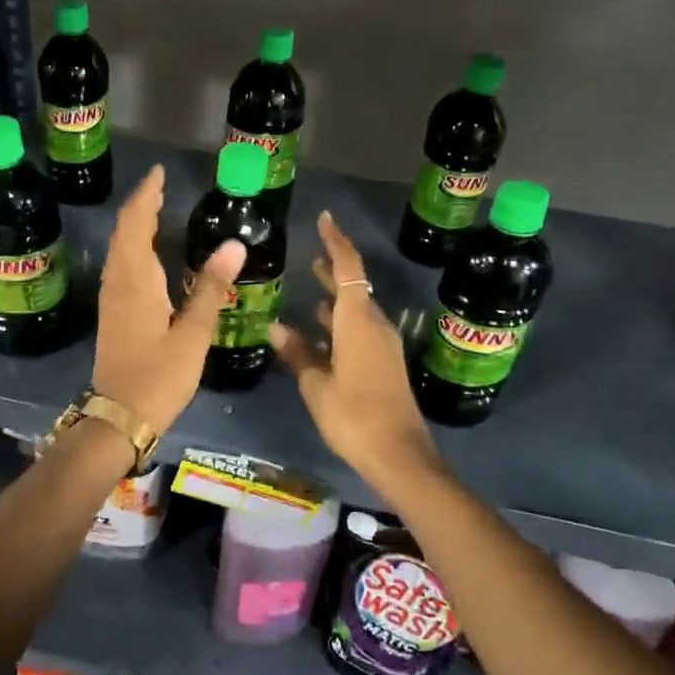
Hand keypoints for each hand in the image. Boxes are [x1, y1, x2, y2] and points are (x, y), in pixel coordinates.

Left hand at [91, 166, 246, 435]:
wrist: (119, 417)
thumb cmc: (159, 376)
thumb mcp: (192, 333)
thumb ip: (211, 288)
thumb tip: (234, 244)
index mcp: (135, 280)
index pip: (137, 224)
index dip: (146, 196)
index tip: (159, 173)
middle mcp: (118, 282)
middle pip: (124, 232)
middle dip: (141, 205)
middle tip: (161, 186)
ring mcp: (111, 298)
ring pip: (119, 249)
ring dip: (135, 225)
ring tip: (155, 209)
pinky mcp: (112, 313)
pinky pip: (120, 265)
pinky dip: (132, 246)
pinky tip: (146, 253)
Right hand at [268, 212, 442, 491]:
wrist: (399, 455)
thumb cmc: (353, 416)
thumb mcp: (316, 385)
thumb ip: (297, 352)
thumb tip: (276, 326)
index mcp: (358, 322)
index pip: (349, 268)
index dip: (336, 242)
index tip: (324, 219)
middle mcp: (375, 326)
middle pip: (355, 287)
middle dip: (334, 270)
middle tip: (311, 256)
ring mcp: (383, 346)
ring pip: (358, 310)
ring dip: (338, 298)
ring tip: (314, 289)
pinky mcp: (385, 364)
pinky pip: (361, 331)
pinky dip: (342, 324)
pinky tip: (322, 333)